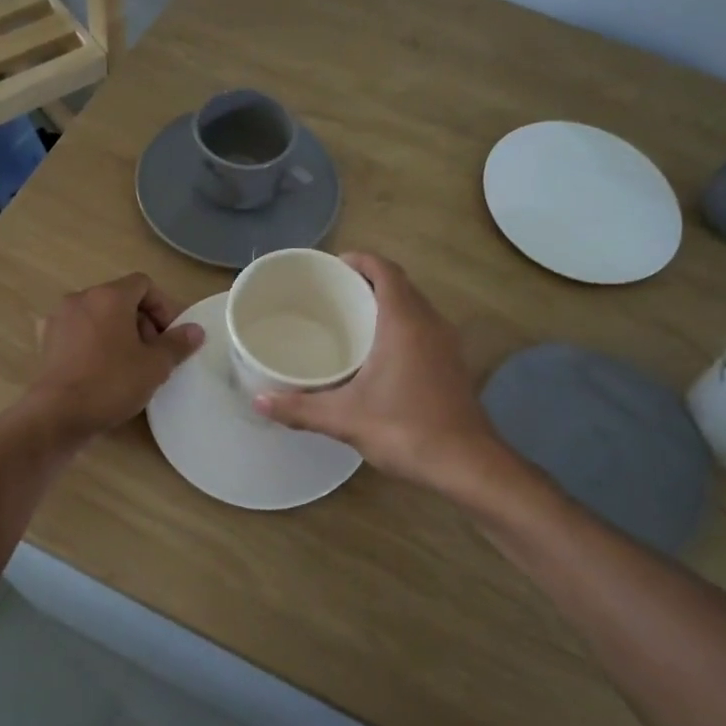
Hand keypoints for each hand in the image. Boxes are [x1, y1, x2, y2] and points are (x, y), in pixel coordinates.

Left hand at [23, 273, 203, 443]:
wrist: (57, 415)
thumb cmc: (111, 383)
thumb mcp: (155, 366)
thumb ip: (177, 343)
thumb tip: (195, 330)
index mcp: (109, 296)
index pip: (143, 284)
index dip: (163, 307)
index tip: (170, 336)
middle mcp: (80, 298)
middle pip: (120, 299)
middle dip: (141, 322)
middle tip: (153, 354)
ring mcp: (58, 319)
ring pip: (98, 316)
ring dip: (118, 333)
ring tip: (129, 365)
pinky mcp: (45, 341)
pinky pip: (79, 333)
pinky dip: (94, 343)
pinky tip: (101, 370)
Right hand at [253, 253, 505, 493]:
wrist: (468, 465)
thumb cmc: (406, 430)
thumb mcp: (345, 419)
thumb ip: (299, 409)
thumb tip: (258, 401)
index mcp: (404, 322)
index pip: (385, 271)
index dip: (360, 260)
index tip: (332, 266)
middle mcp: (430, 323)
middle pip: (400, 285)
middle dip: (368, 281)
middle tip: (332, 294)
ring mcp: (446, 344)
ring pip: (414, 307)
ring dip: (386, 303)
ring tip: (350, 319)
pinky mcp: (452, 365)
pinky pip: (423, 328)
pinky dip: (400, 325)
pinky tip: (377, 354)